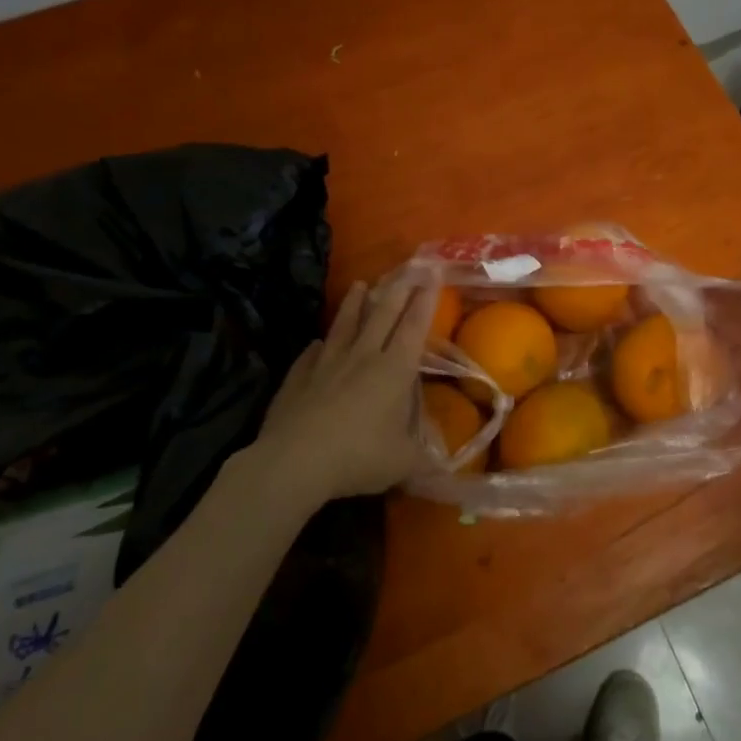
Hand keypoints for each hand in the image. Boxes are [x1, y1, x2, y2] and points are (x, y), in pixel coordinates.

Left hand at [253, 270, 436, 502]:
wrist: (295, 462)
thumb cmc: (359, 457)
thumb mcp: (403, 464)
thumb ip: (425, 464)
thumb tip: (446, 473)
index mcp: (393, 370)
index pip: (414, 327)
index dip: (425, 300)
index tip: (432, 273)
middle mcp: (362, 358)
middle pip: (382, 315)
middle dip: (397, 289)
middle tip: (407, 267)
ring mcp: (326, 366)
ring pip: (345, 326)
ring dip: (354, 305)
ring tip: (360, 284)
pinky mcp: (298, 379)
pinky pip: (310, 357)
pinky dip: (317, 347)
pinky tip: (316, 342)